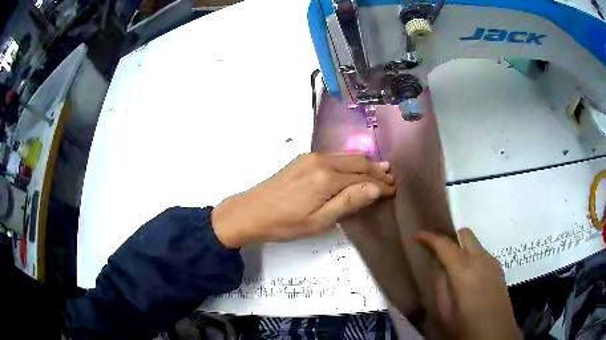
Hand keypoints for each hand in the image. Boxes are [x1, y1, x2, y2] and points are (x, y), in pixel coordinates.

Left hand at [211, 153, 394, 247]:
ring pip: (346, 156)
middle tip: (391, 179)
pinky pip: (334, 157)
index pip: (363, 178)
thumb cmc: (285, 223)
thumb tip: (375, 188)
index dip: (380, 184)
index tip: (393, 190)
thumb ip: (348, 202)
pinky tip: (354, 168)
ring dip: (364, 164)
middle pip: (357, 161)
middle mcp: (321, 160)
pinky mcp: (302, 159)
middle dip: (376, 170)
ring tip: (380, 171)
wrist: (250, 212)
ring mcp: (310, 157)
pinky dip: (349, 162)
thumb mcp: (319, 221)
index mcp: (327, 177)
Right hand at [417, 228, 519, 339]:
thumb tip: (436, 266)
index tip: (418, 237)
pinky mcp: (499, 269)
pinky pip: (483, 254)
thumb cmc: (466, 326)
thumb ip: (439, 285)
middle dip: (450, 238)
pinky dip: (472, 257)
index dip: (430, 237)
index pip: (445, 244)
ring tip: (452, 268)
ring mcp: (492, 262)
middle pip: (465, 234)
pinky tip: (468, 278)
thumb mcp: (444, 312)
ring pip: (475, 244)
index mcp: (464, 270)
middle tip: (438, 252)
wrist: (496, 334)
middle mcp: (480, 259)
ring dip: (462, 248)